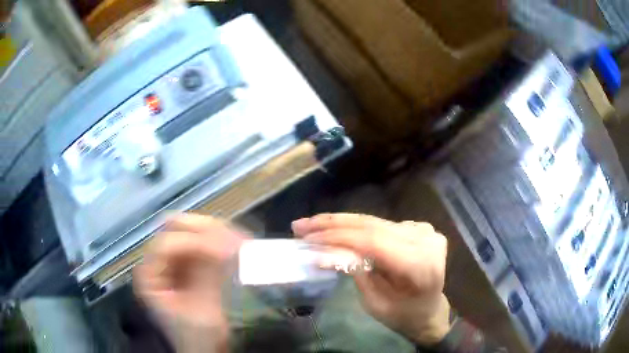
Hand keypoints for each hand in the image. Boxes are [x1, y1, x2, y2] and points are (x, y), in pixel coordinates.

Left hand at [134, 213, 245, 352]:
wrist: (205, 349)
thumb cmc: (198, 337)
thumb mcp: (202, 311)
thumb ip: (208, 276)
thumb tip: (222, 243)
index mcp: (150, 275)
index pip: (167, 244)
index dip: (195, 242)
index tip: (225, 249)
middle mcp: (158, 262)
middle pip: (177, 230)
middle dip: (206, 231)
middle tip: (235, 238)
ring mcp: (174, 261)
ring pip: (192, 232)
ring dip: (217, 234)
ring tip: (241, 241)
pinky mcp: (190, 263)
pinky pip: (204, 243)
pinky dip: (221, 243)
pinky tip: (238, 247)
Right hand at [292, 213, 450, 344]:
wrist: (428, 309)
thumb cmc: (401, 314)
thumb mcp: (374, 302)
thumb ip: (354, 271)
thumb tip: (323, 250)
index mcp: (420, 264)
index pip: (373, 241)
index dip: (337, 236)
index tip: (306, 237)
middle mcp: (426, 239)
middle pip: (372, 225)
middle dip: (332, 224)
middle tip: (301, 225)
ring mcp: (424, 230)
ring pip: (374, 221)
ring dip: (341, 223)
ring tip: (312, 224)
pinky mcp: (418, 227)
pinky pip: (381, 224)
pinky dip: (356, 226)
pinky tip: (336, 228)